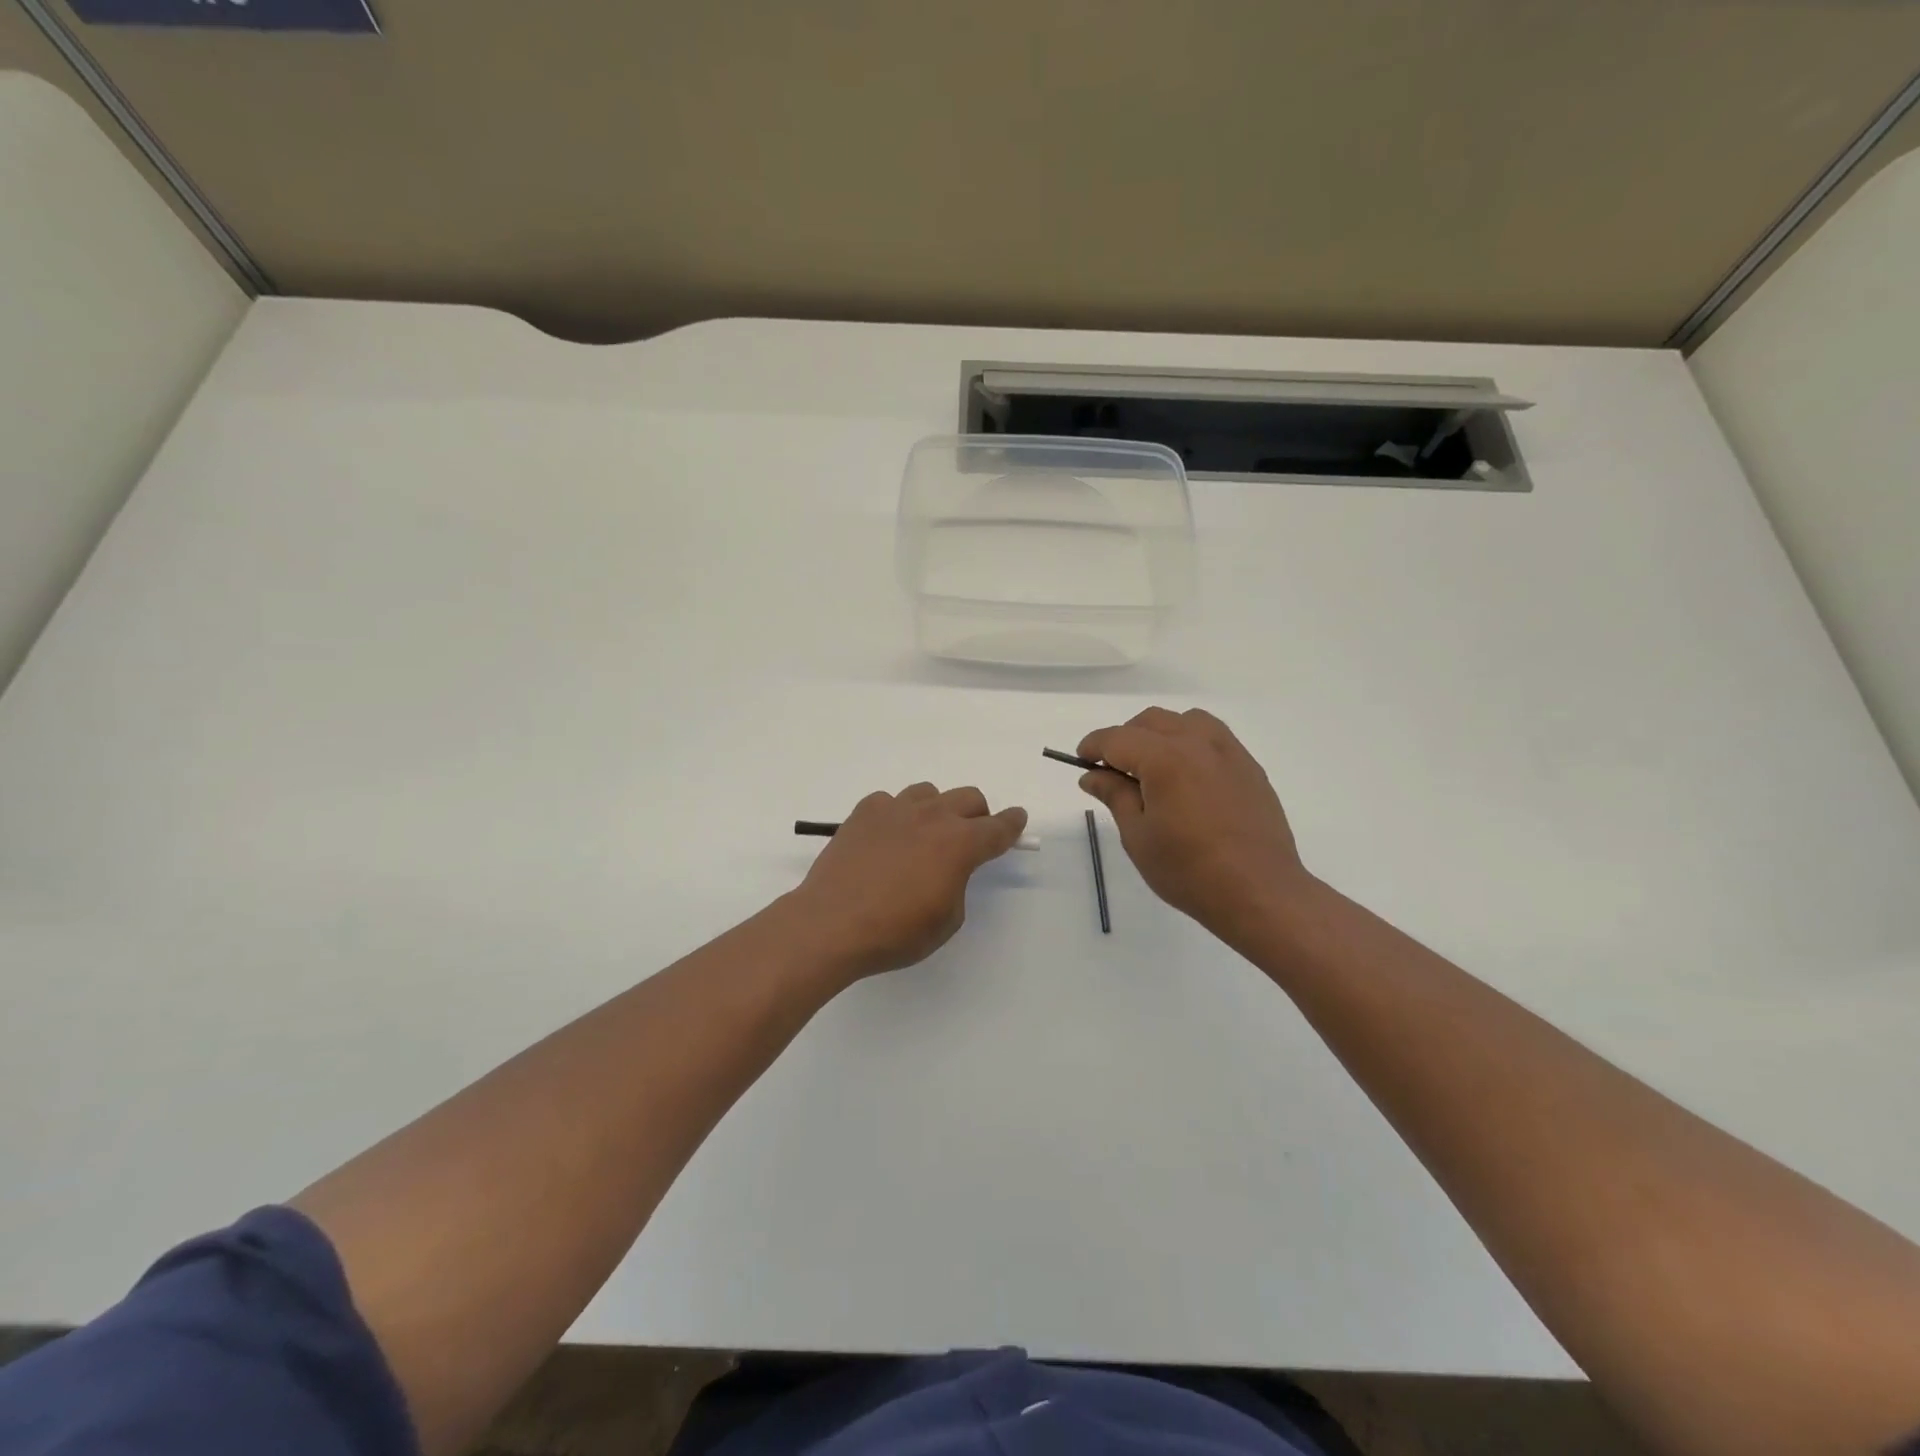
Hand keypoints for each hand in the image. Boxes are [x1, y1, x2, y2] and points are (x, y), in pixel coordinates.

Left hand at [790, 784, 1028, 981]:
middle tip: (970, 838)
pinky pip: (890, 802)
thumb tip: (946, 869)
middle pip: (968, 798)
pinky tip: (885, 840)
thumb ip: (957, 884)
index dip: (1012, 824)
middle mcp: (932, 816)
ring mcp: (895, 808)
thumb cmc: (895, 932)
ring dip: (936, 810)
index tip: (1018, 819)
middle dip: (977, 815)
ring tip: (924, 837)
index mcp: (960, 843)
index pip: (998, 827)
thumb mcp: (946, 920)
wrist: (831, 923)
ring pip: (929, 793)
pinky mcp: (864, 812)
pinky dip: (896, 816)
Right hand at [1077, 708, 1313, 942]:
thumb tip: (1092, 775)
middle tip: (1113, 772)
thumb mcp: (1139, 837)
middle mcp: (1197, 743)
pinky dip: (1190, 743)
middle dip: (1125, 739)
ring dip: (1160, 734)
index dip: (1093, 747)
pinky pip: (1213, 737)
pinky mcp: (1249, 767)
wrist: (1260, 892)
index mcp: (1165, 759)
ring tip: (1153, 768)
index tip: (1082, 762)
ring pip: (1185, 721)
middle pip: (1151, 721)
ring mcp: (1228, 752)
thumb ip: (1115, 796)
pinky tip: (1187, 776)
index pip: (1117, 738)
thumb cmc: (1189, 871)